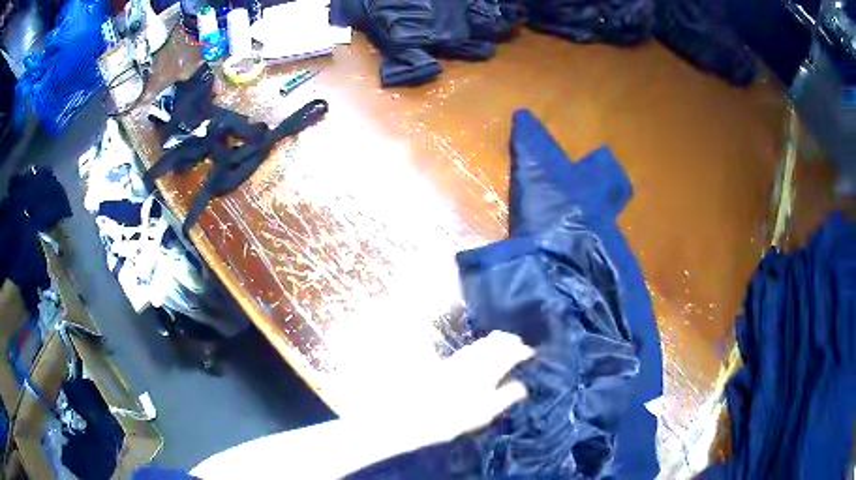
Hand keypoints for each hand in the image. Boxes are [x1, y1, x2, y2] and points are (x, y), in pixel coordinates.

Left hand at [371, 331, 534, 450]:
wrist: (413, 414)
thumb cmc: (452, 418)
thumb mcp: (484, 413)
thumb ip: (505, 397)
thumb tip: (523, 386)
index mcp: (487, 371)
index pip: (509, 353)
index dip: (522, 351)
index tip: (531, 353)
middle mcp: (474, 360)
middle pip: (495, 342)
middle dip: (509, 341)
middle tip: (519, 345)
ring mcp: (458, 359)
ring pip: (481, 343)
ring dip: (495, 341)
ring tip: (504, 343)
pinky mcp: (447, 363)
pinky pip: (470, 348)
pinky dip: (481, 346)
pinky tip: (480, 352)